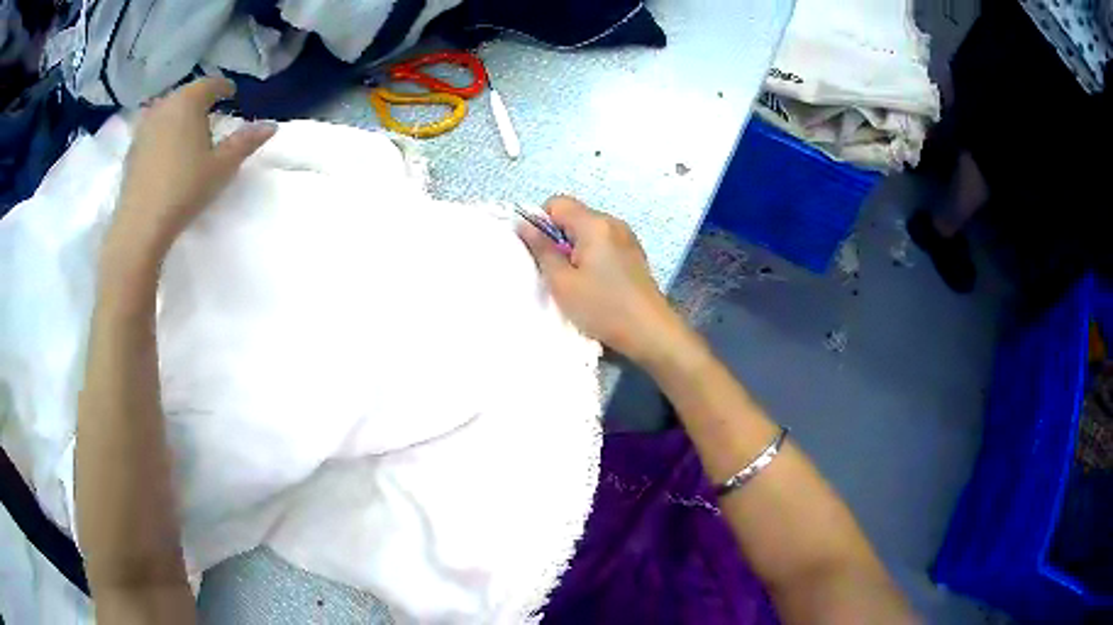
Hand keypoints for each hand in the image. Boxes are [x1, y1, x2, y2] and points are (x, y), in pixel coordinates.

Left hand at [103, 77, 275, 270]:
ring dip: (179, 116)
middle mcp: (164, 105)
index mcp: (189, 101)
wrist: (140, 225)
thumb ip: (246, 142)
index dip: (224, 88)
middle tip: (211, 115)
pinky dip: (163, 133)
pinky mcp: (131, 149)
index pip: (211, 83)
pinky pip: (152, 130)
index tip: (232, 96)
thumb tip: (272, 125)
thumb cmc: (185, 188)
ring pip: (167, 111)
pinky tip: (166, 152)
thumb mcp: (222, 166)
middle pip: (187, 94)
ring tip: (188, 133)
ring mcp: (144, 126)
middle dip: (200, 101)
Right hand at [517, 196, 690, 364]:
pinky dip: (592, 258)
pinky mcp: (634, 255)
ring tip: (575, 282)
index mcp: (595, 224)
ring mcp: (627, 238)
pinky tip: (595, 285)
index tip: (539, 252)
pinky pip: (604, 245)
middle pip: (574, 216)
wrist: (651, 333)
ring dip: (575, 250)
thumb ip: (541, 250)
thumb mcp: (562, 282)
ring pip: (588, 232)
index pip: (557, 203)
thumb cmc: (603, 308)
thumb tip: (524, 225)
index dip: (540, 223)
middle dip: (558, 239)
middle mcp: (613, 223)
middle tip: (555, 272)